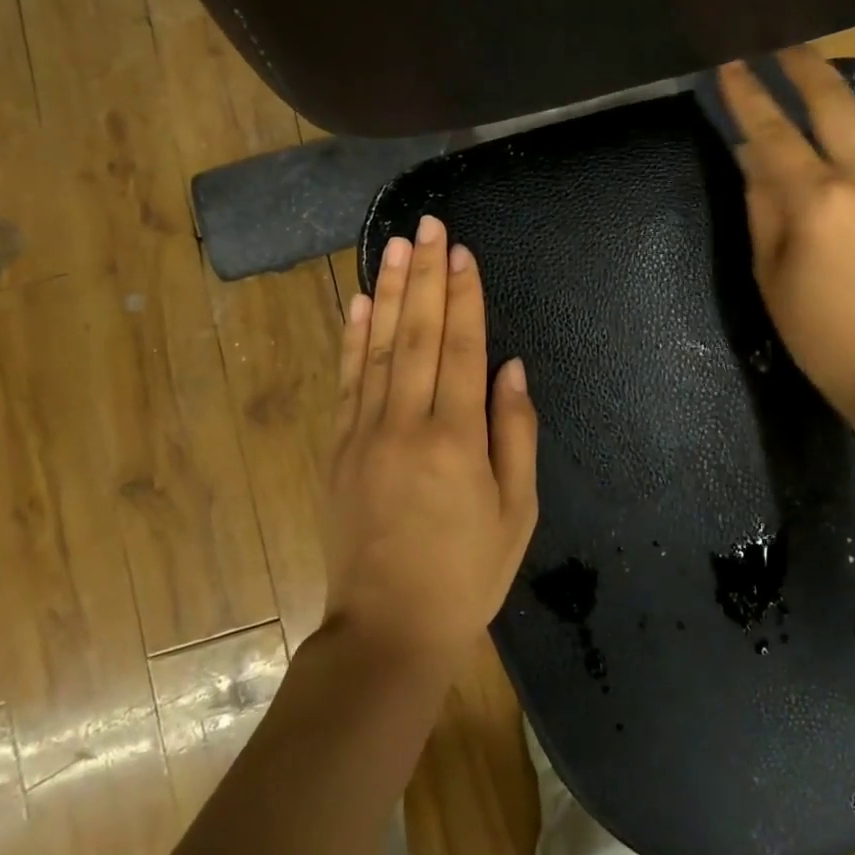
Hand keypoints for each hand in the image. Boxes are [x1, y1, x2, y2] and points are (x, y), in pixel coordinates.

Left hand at [324, 215, 539, 673]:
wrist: (388, 629)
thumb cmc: (466, 574)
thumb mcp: (516, 513)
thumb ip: (516, 434)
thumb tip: (513, 369)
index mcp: (456, 438)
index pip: (461, 348)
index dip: (464, 296)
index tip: (462, 251)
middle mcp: (406, 423)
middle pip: (416, 334)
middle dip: (425, 275)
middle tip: (428, 225)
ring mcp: (364, 433)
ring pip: (377, 347)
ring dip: (388, 292)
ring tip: (395, 246)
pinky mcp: (338, 448)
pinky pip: (347, 381)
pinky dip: (352, 338)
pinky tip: (357, 303)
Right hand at [718, 47, 854, 420]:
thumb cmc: (822, 335)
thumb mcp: (771, 277)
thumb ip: (761, 211)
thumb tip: (753, 163)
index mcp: (817, 202)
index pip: (772, 134)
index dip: (747, 95)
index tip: (728, 62)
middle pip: (834, 103)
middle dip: (804, 64)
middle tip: (779, 39)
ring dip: (826, 98)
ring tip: (797, 81)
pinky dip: (840, 142)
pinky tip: (822, 152)